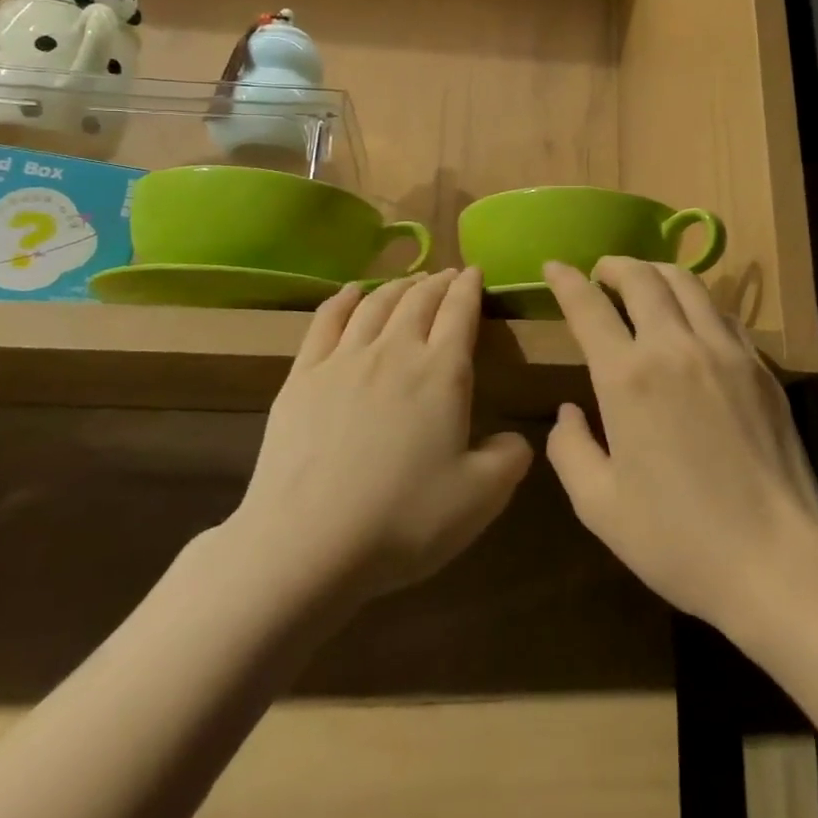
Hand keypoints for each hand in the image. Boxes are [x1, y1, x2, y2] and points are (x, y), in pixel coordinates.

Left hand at [229, 268, 532, 603]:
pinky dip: (344, 299)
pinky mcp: (302, 377)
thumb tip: (516, 438)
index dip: (470, 287)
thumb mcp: (480, 498)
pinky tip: (351, 292)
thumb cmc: (404, 520)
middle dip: (437, 282)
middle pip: (419, 300)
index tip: (475, 272)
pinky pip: (326, 321)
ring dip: (398, 286)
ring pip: (376, 304)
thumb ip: (509, 458)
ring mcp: (344, 360)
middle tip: (447, 275)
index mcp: (442, 373)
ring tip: (409, 281)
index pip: (460, 312)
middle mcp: (395, 352)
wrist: (306, 546)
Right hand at [543, 258, 817, 635]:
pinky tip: (693, 321)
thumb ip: (570, 450)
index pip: (589, 306)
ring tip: (643, 283)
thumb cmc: (679, 540)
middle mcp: (675, 347)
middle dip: (614, 265)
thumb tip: (568, 412)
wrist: (778, 560)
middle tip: (601, 272)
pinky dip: (697, 302)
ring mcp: (725, 350)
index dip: (566, 280)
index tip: (553, 266)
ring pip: (688, 283)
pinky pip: (722, 313)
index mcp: (628, 377)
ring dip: (656, 272)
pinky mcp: (760, 365)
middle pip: (642, 277)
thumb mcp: (600, 507)